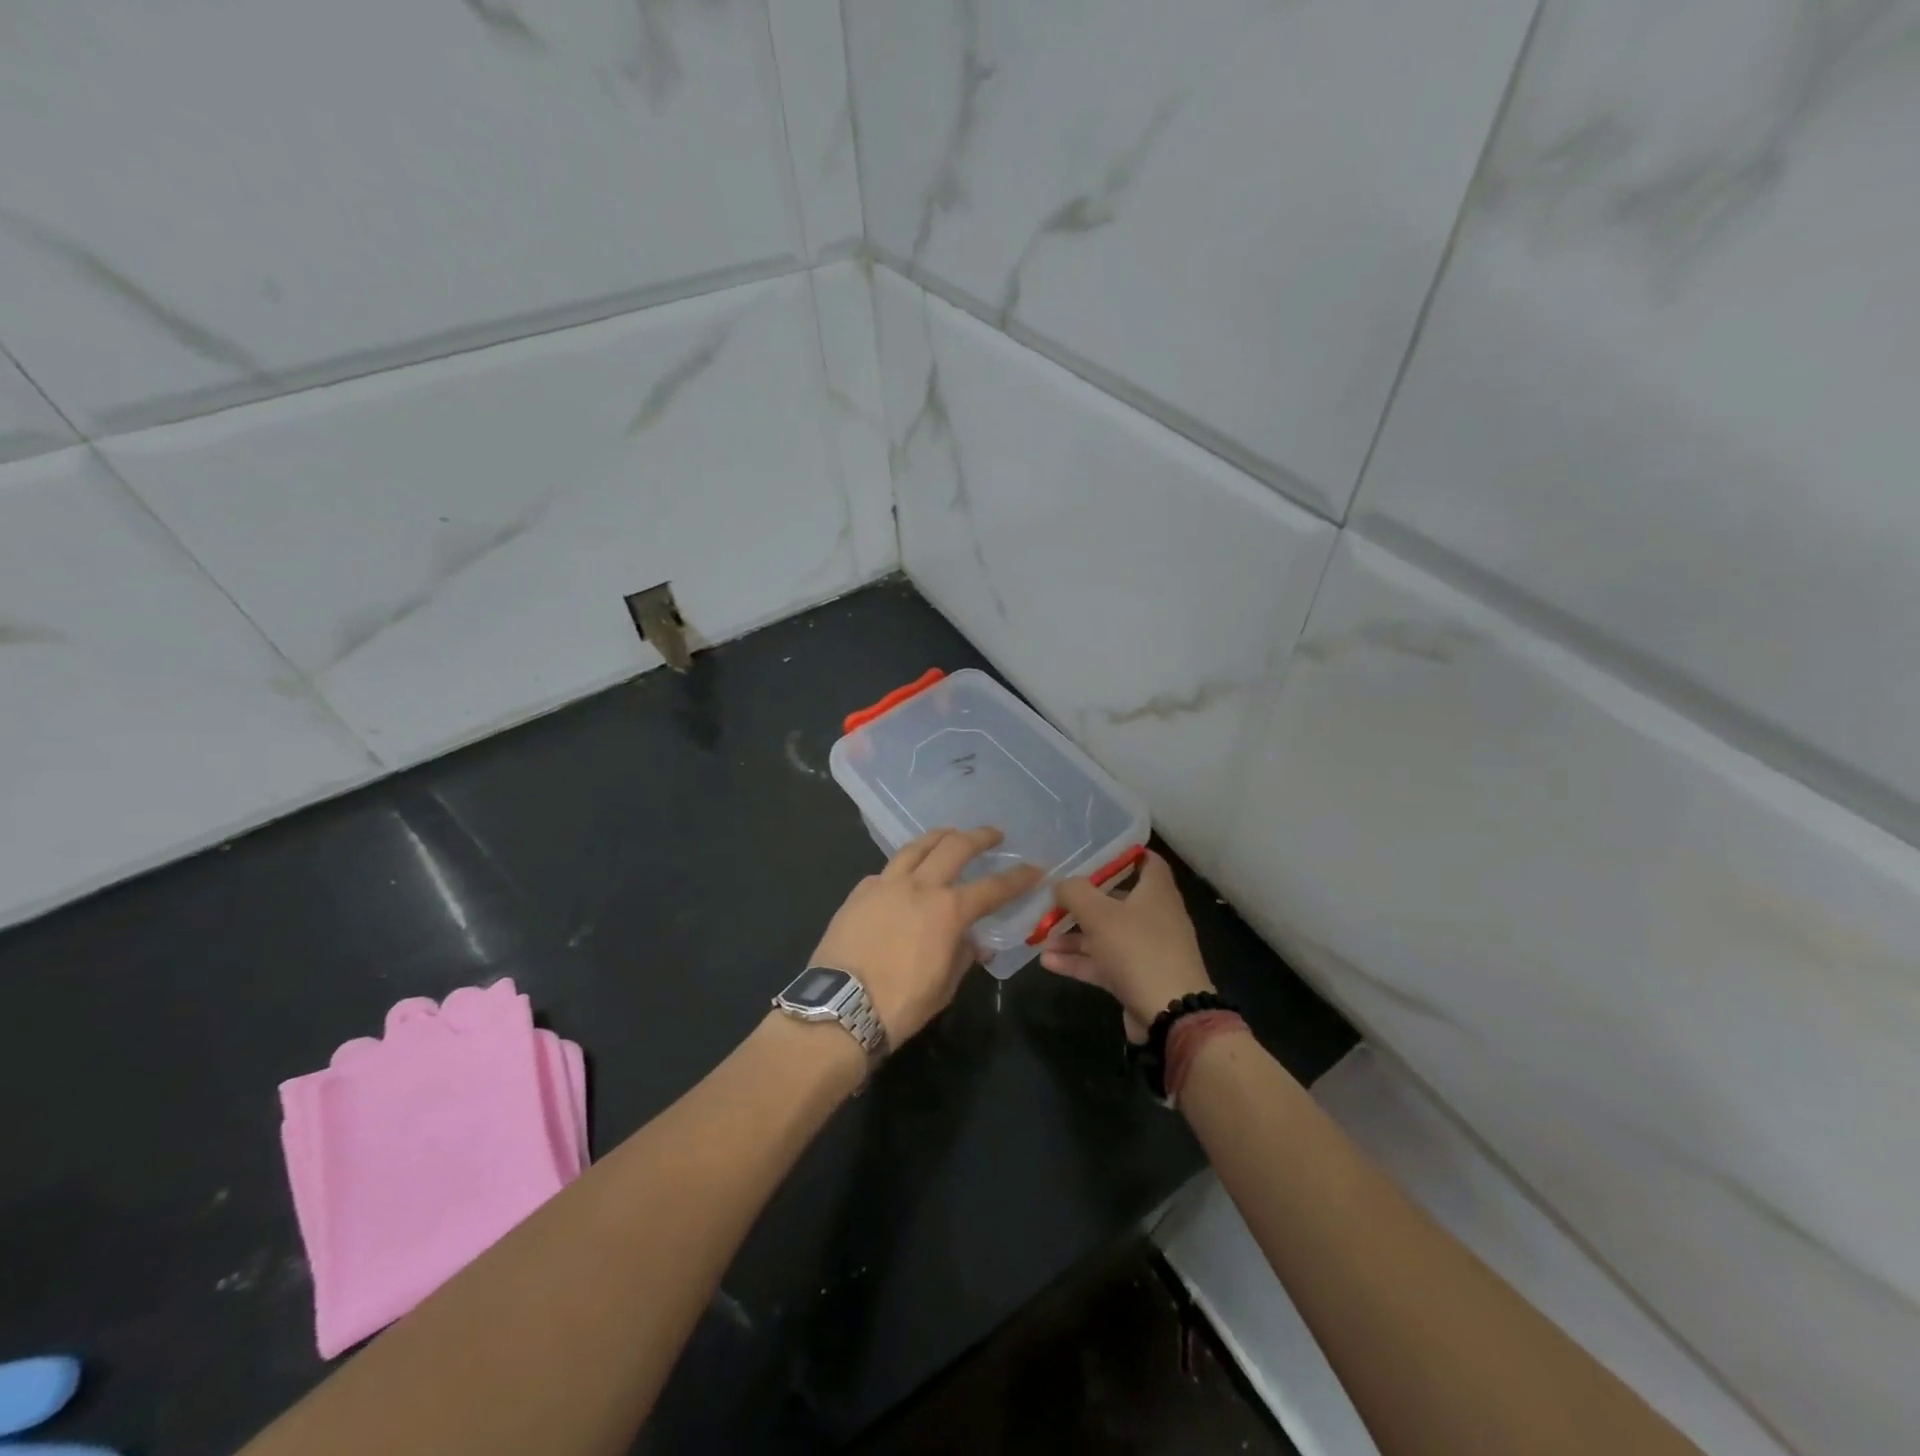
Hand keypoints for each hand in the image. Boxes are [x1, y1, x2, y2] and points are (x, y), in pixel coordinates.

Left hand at [811, 827, 1044, 1043]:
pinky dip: (904, 867)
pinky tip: (905, 874)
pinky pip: (887, 870)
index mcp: (948, 911)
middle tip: (993, 835)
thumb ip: (963, 956)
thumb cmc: (901, 1004)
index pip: (993, 887)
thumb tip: (974, 943)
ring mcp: (886, 884)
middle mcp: (920, 887)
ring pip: (917, 847)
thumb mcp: (944, 986)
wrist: (840, 1007)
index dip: (1018, 877)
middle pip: (955, 847)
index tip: (1035, 869)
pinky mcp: (860, 892)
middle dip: (979, 837)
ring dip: (939, 837)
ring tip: (950, 834)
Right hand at [1039, 850, 1213, 1041]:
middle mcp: (1154, 916)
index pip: (1146, 861)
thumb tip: (1061, 884)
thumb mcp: (1099, 914)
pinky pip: (1104, 962)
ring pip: (1106, 934)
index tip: (1091, 854)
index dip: (1122, 854)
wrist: (1170, 1014)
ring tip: (1041, 936)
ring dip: (1074, 935)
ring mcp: (1146, 949)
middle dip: (1083, 900)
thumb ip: (1075, 892)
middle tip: (1053, 898)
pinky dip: (1079, 960)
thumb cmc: (1137, 949)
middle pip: (1117, 899)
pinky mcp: (1137, 977)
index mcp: (1156, 891)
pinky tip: (1048, 962)